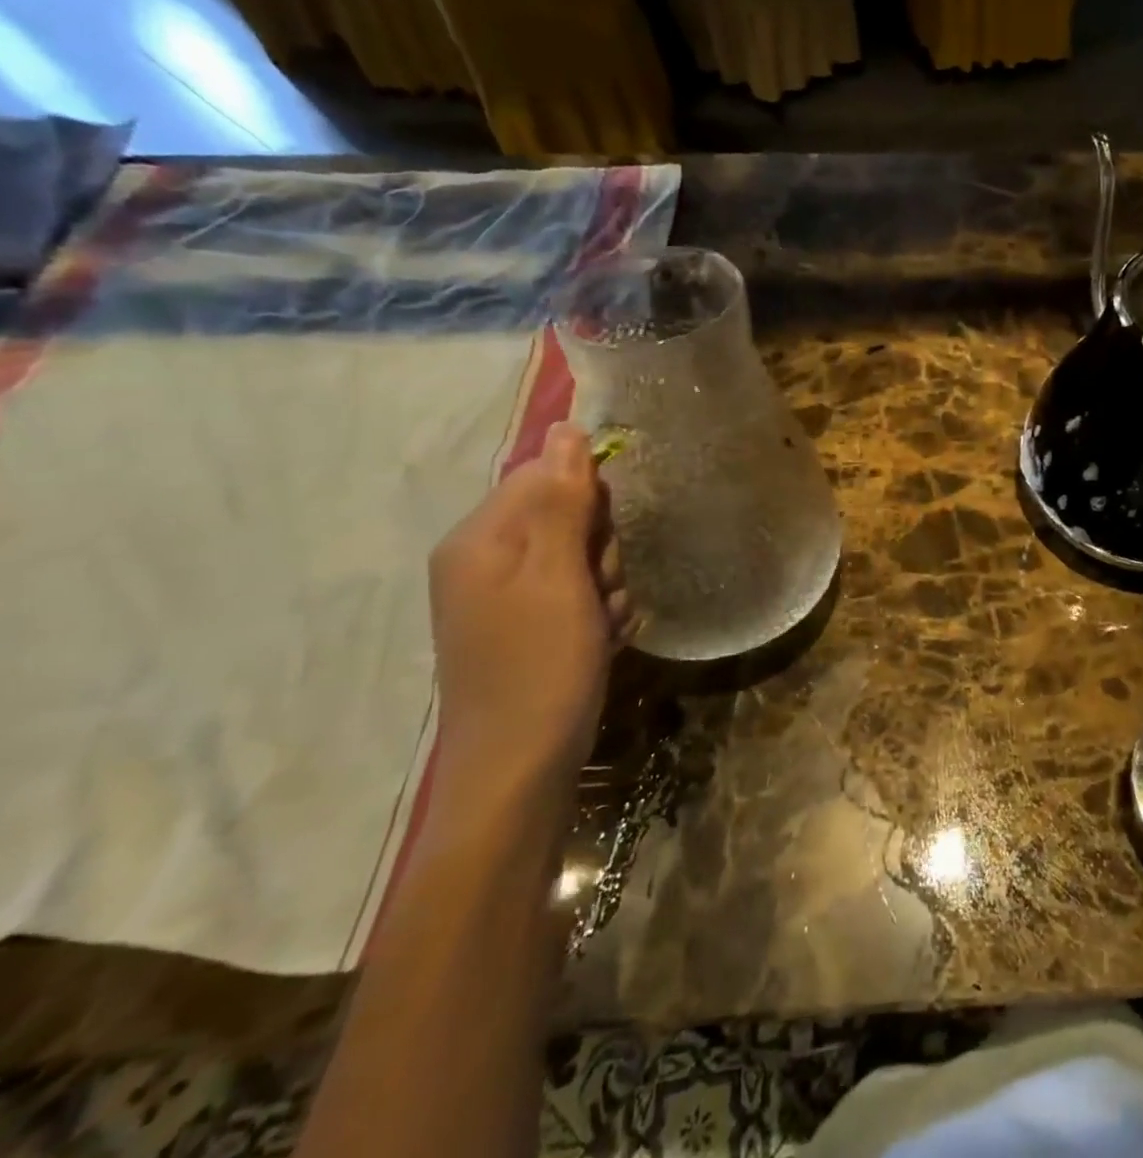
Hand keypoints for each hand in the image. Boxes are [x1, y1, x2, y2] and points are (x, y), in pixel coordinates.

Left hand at [428, 422, 628, 791]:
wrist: (520, 770)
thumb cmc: (541, 667)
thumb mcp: (560, 577)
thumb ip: (565, 501)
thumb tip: (567, 429)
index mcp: (479, 539)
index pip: (544, 475)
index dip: (589, 501)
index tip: (603, 543)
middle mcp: (483, 559)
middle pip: (564, 515)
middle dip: (600, 549)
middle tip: (601, 590)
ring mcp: (503, 596)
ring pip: (578, 555)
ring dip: (605, 583)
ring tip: (603, 624)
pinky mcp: (523, 625)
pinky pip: (573, 591)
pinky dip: (597, 610)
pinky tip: (602, 639)